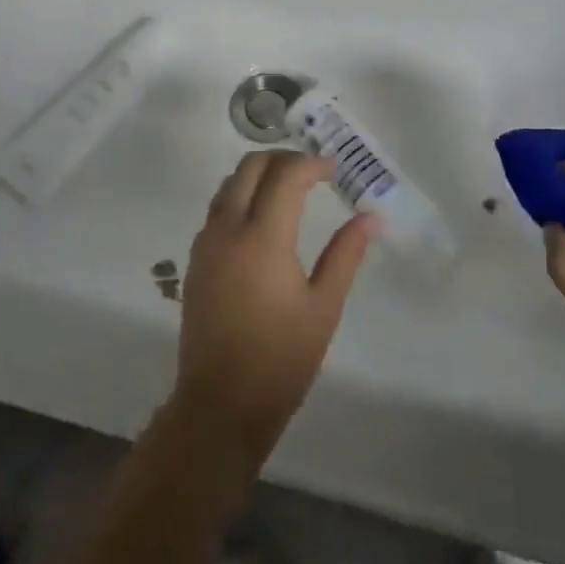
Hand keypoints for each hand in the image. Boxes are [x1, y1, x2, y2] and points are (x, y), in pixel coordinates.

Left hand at [173, 151, 374, 463]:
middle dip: (282, 159)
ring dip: (258, 175)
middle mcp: (228, 230)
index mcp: (263, 238)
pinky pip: (217, 209)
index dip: (312, 164)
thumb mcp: (324, 307)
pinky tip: (262, 220)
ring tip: (289, 190)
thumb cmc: (282, 359)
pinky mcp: (195, 260)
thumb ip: (345, 255)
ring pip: (228, 184)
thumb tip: (369, 218)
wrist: (221, 404)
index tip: (334, 170)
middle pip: (249, 167)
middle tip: (312, 173)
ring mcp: (206, 244)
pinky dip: (240, 197)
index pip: (286, 175)